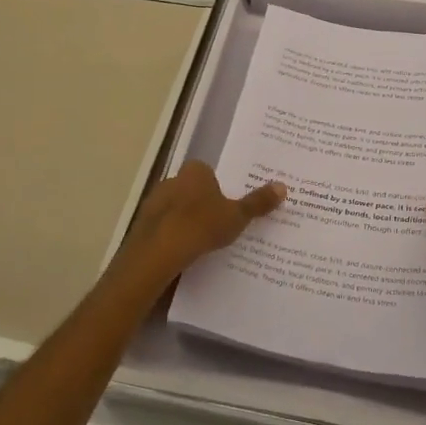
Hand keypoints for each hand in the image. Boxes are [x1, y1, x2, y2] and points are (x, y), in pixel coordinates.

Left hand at [114, 161, 285, 287]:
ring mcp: (153, 201)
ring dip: (184, 220)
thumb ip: (258, 203)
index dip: (217, 188)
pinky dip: (170, 235)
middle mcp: (172, 180)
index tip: (226, 206)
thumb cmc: (201, 226)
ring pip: (174, 208)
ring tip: (200, 242)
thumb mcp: (237, 216)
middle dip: (201, 203)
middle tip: (216, 224)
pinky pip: (162, 226)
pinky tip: (181, 252)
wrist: (158, 252)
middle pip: (190, 189)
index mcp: (195, 172)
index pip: (207, 173)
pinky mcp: (142, 224)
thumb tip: (283, 186)